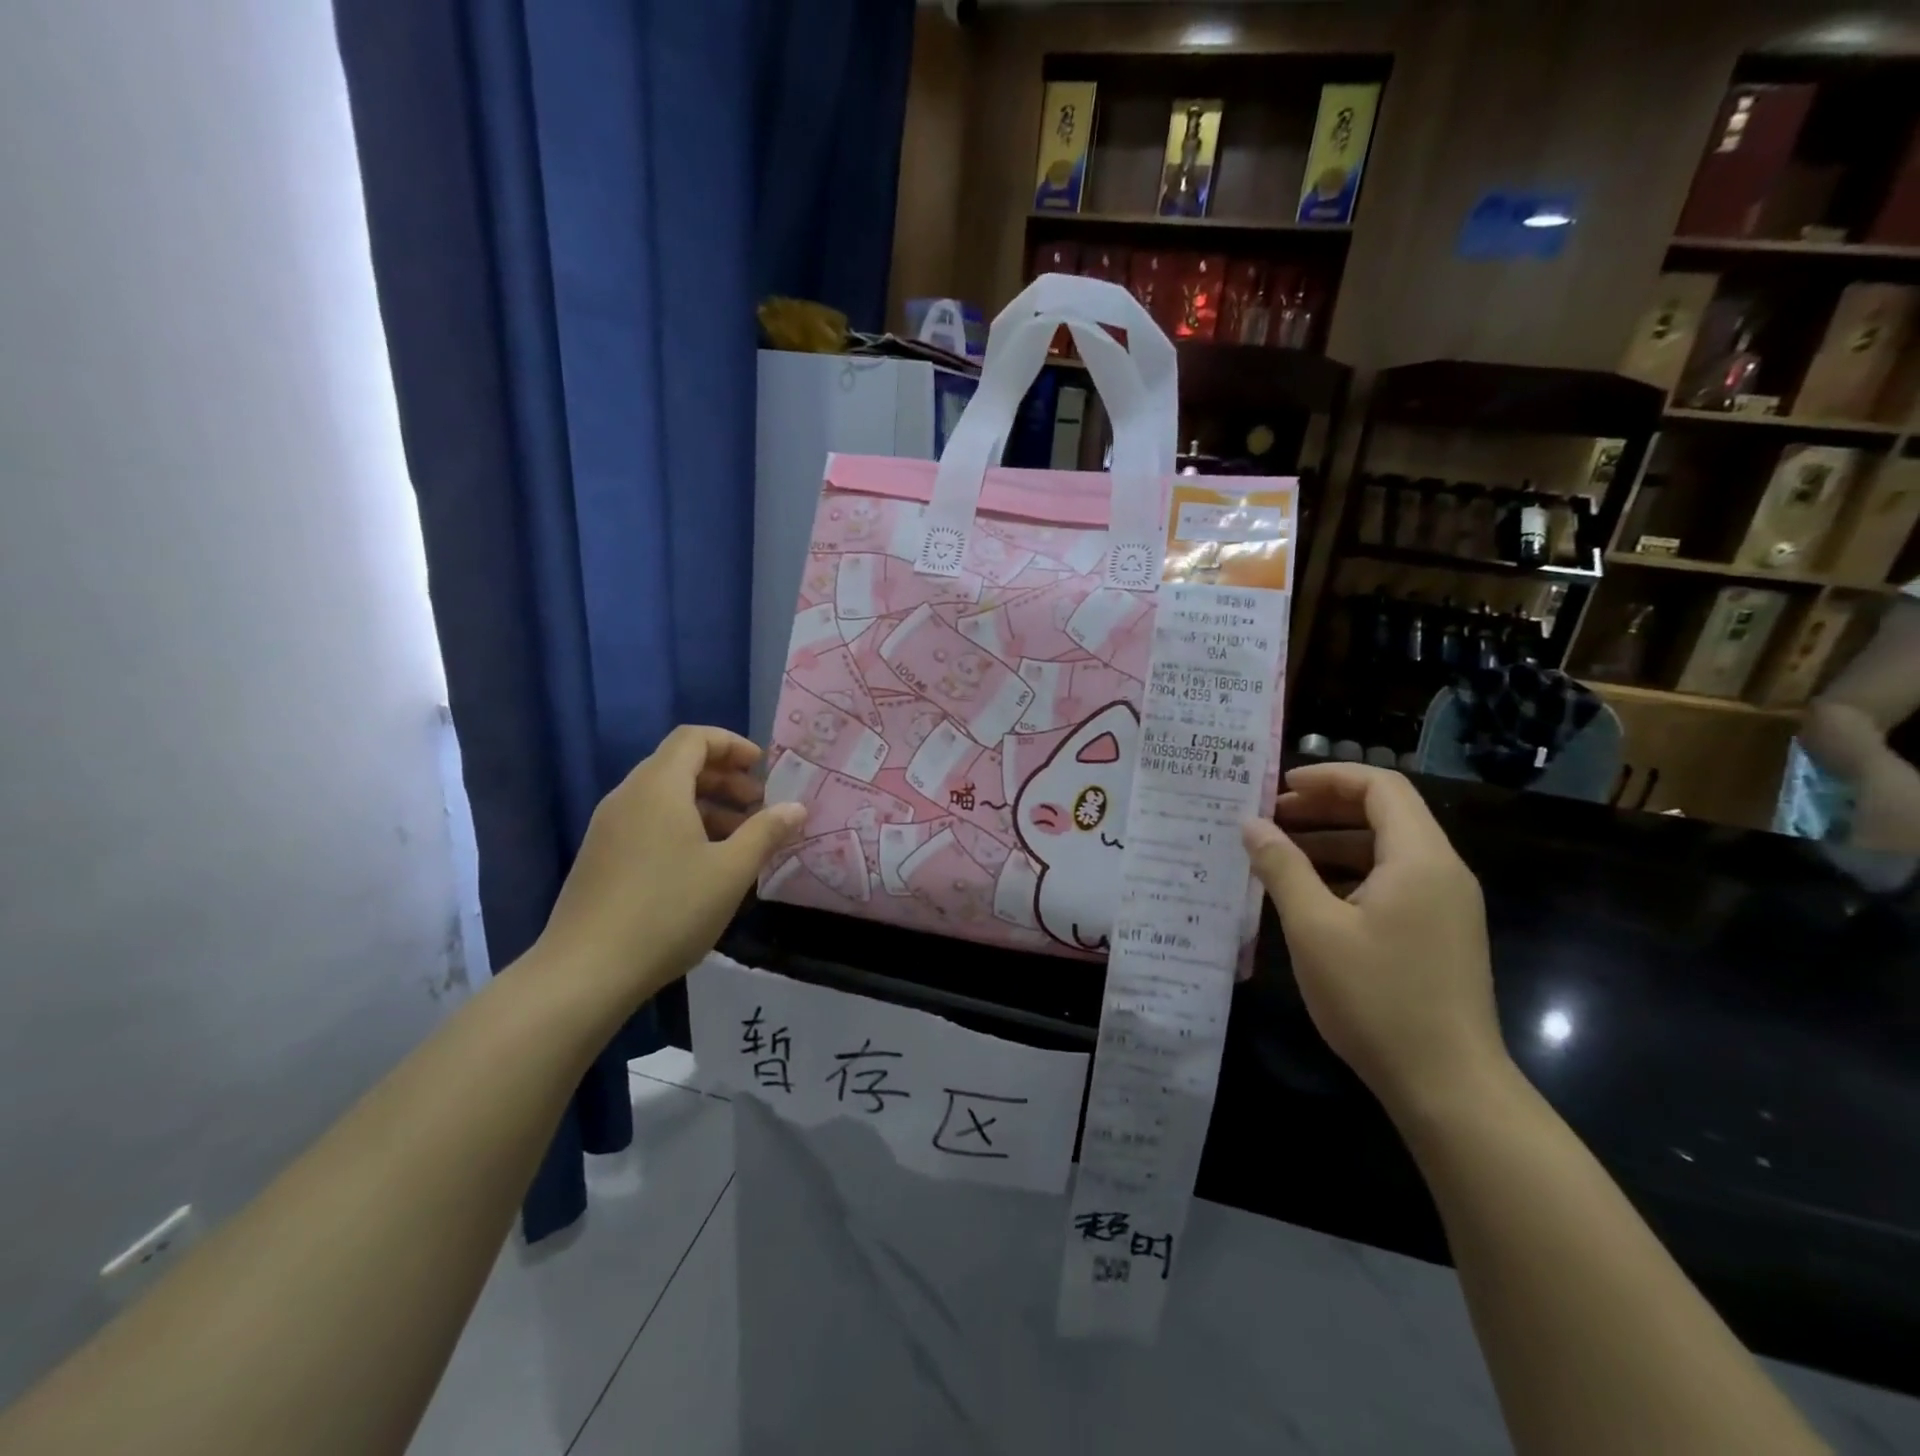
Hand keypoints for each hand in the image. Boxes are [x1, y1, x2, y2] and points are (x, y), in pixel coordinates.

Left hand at [534, 726, 804, 1004]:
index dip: (732, 743)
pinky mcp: (600, 856)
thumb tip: (797, 807)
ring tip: (738, 838)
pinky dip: (681, 825)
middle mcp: (628, 796)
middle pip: (678, 764)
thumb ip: (766, 832)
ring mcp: (608, 827)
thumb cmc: (668, 910)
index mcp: (658, 787)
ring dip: (705, 805)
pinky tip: (702, 864)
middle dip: (724, 778)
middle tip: (758, 805)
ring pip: (663, 796)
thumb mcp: (731, 871)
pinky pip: (647, 821)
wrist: (586, 971)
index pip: (694, 738)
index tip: (762, 767)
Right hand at [1242, 763, 1506, 1118]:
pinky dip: (1348, 874)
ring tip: (1278, 852)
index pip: (1380, 787)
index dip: (1329, 777)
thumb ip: (1282, 868)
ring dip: (1332, 842)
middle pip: (1384, 813)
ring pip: (1385, 850)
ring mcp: (1444, 905)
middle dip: (1324, 807)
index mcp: (1420, 859)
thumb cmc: (1377, 998)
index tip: (1279, 787)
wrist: (1449, 1086)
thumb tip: (1251, 824)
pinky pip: (1391, 882)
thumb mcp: (1314, 929)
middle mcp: (1441, 872)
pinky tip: (1308, 895)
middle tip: (1269, 817)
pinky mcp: (1438, 933)